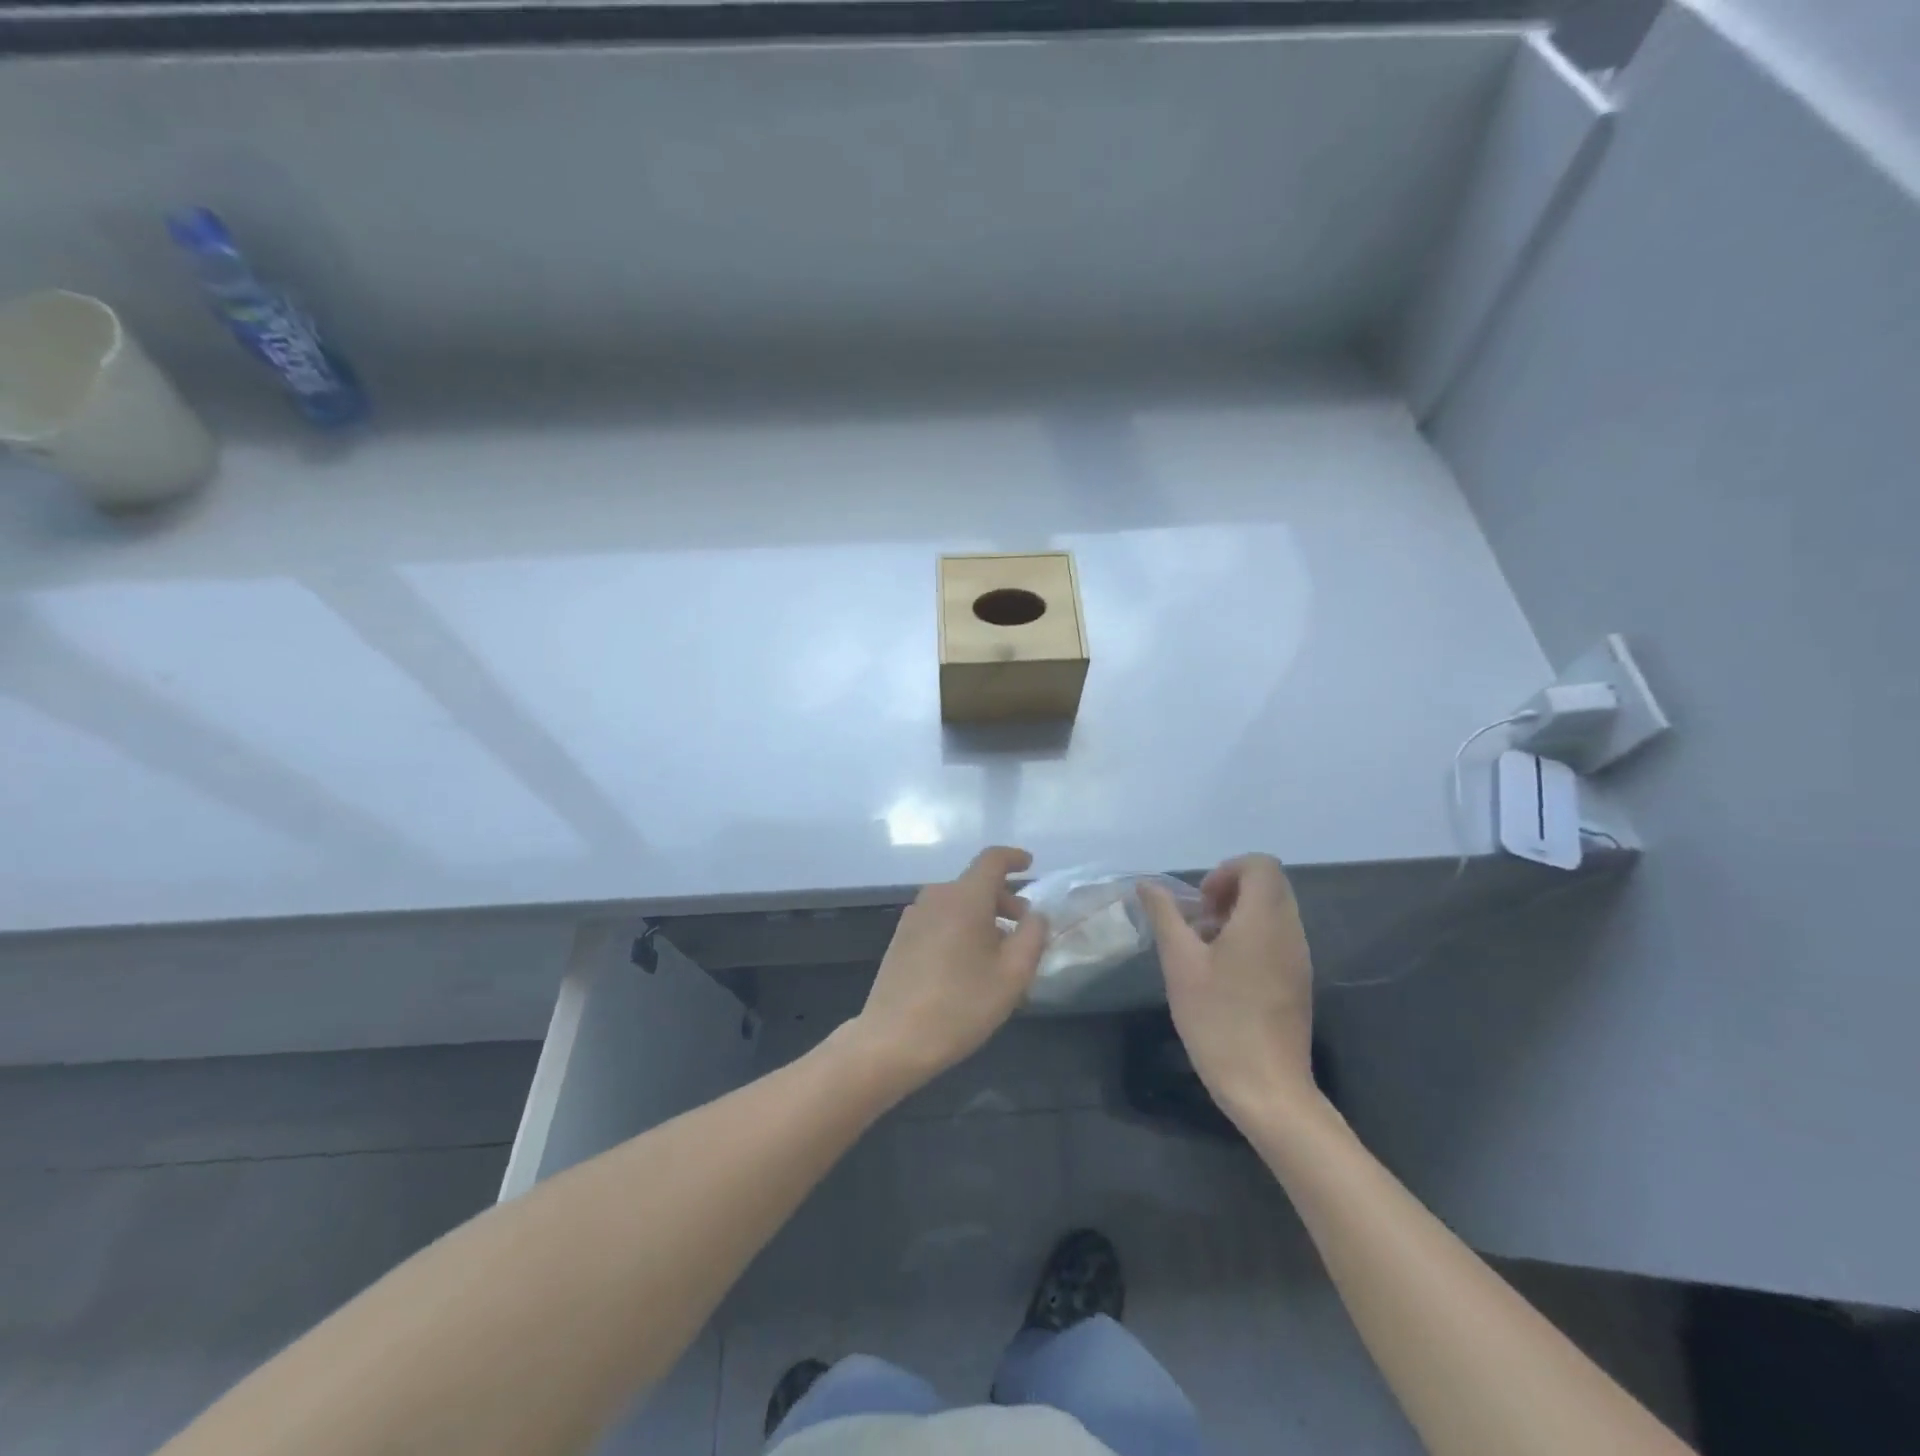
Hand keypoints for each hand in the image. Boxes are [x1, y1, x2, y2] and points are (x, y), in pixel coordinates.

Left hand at [846, 847, 1046, 1093]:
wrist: (893, 1039)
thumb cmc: (960, 1005)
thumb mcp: (1013, 975)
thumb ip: (1032, 936)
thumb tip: (1035, 915)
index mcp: (965, 897)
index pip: (992, 860)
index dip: (1014, 858)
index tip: (1030, 865)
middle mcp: (936, 897)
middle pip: (975, 884)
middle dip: (1004, 900)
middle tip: (1024, 930)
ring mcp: (914, 917)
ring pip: (957, 904)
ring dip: (982, 918)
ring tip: (999, 955)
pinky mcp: (901, 938)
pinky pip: (940, 920)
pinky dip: (961, 929)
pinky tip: (968, 966)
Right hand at [1140, 854, 1315, 1122]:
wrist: (1267, 1089)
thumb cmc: (1219, 1020)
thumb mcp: (1180, 964)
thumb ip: (1165, 916)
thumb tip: (1149, 885)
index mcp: (1265, 920)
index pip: (1260, 865)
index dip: (1226, 871)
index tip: (1200, 903)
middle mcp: (1290, 932)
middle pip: (1268, 885)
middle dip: (1229, 892)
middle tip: (1198, 924)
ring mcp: (1299, 958)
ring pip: (1272, 913)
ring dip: (1237, 917)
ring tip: (1205, 952)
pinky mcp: (1298, 982)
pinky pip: (1277, 939)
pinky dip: (1250, 939)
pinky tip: (1223, 975)